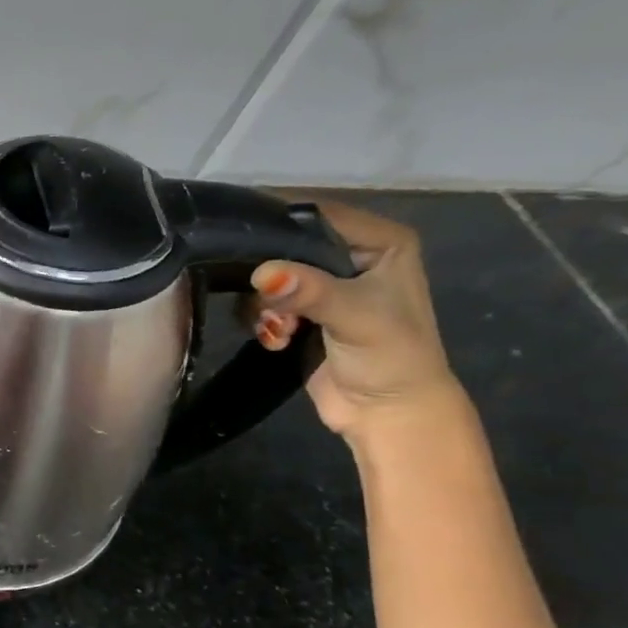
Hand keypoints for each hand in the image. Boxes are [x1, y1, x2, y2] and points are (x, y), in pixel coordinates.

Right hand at [245, 200, 461, 442]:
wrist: (386, 414)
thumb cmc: (389, 359)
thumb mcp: (355, 318)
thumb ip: (310, 292)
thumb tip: (263, 274)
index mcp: (380, 242)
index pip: (318, 214)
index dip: (278, 223)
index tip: (237, 238)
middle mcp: (349, 256)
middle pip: (284, 244)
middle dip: (266, 275)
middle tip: (264, 301)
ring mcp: (322, 285)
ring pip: (267, 276)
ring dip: (262, 305)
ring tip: (278, 330)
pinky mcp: (299, 312)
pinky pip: (261, 302)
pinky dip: (261, 320)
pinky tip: (276, 340)